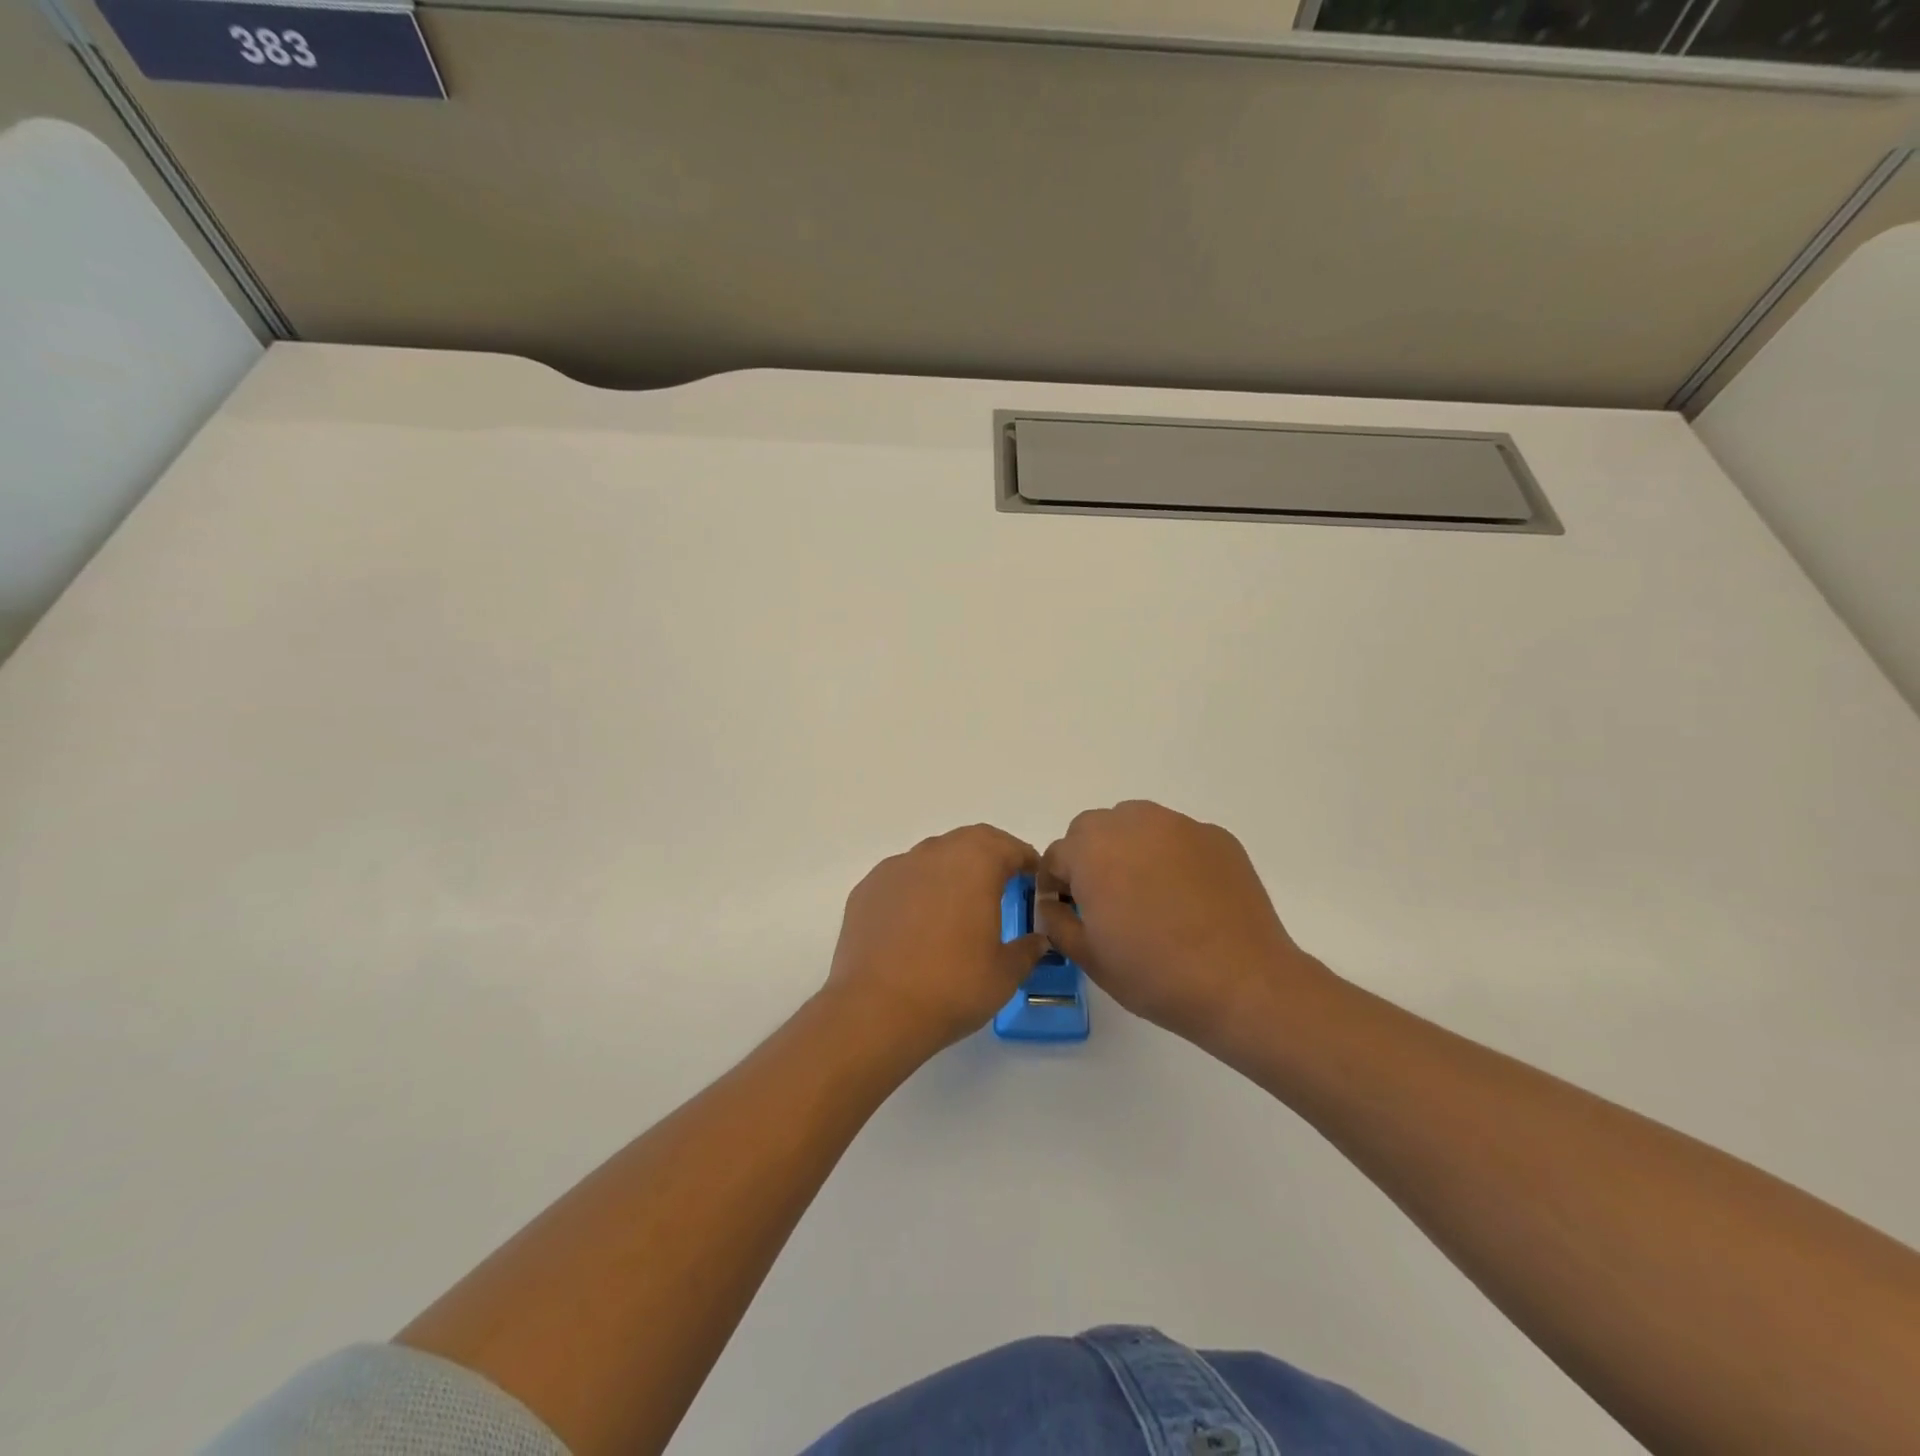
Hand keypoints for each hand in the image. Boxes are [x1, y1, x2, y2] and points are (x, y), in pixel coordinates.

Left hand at [823, 824, 1049, 1061]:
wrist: (876, 1010)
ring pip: (932, 856)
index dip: (1025, 860)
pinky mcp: (867, 889)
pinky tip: (918, 921)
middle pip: (969, 841)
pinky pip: (902, 878)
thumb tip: (1038, 940)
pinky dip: (917, 889)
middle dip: (989, 856)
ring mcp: (895, 868)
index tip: (1033, 877)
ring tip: (958, 904)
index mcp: (975, 864)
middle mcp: (934, 854)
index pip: (1008, 847)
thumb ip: (1027, 950)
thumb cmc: (952, 987)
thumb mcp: (1005, 974)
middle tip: (1002, 884)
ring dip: (951, 870)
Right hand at [1037, 800, 1329, 1050]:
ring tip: (1147, 893)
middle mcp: (1133, 823)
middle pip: (1094, 829)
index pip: (1057, 855)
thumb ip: (1058, 921)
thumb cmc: (1155, 973)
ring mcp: (1179, 826)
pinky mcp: (1217, 837)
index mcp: (1093, 850)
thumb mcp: (1089, 957)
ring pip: (1137, 824)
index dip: (1055, 885)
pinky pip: (1178, 838)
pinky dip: (1171, 857)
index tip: (1066, 911)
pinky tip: (1186, 897)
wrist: (1242, 983)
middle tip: (1104, 900)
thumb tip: (1052, 905)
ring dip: (1129, 849)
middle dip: (1090, 858)